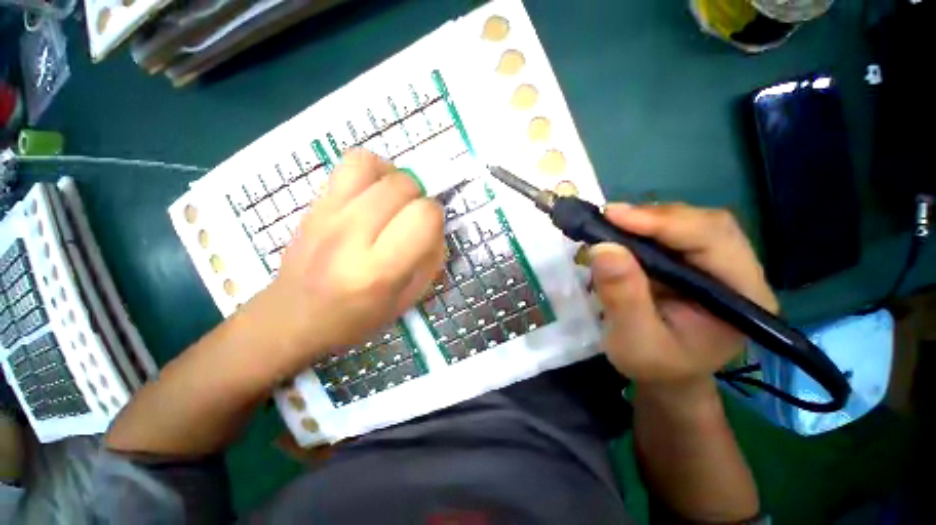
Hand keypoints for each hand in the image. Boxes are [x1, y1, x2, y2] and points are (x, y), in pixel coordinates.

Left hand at [245, 149, 443, 373]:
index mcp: (380, 269)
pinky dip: (372, 169)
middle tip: (412, 218)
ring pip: (375, 166)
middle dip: (419, 198)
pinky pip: (350, 163)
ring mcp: (328, 214)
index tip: (429, 230)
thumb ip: (430, 260)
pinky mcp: (314, 203)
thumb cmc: (357, 317)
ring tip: (394, 199)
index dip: (435, 218)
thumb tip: (435, 227)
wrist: (293, 317)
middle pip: (403, 186)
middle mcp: (352, 235)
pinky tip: (373, 191)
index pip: (424, 216)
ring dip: (396, 178)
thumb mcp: (407, 299)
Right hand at [590, 203, 777, 390]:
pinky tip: (622, 232)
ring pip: (690, 222)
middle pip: (706, 224)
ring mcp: (719, 265)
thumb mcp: (634, 341)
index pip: (714, 241)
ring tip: (611, 224)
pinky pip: (674, 232)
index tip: (614, 216)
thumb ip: (623, 298)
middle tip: (609, 218)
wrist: (667, 375)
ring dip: (648, 219)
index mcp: (742, 298)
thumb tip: (603, 248)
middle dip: (655, 217)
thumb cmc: (654, 365)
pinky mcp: (696, 262)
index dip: (665, 222)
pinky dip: (644, 227)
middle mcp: (740, 273)